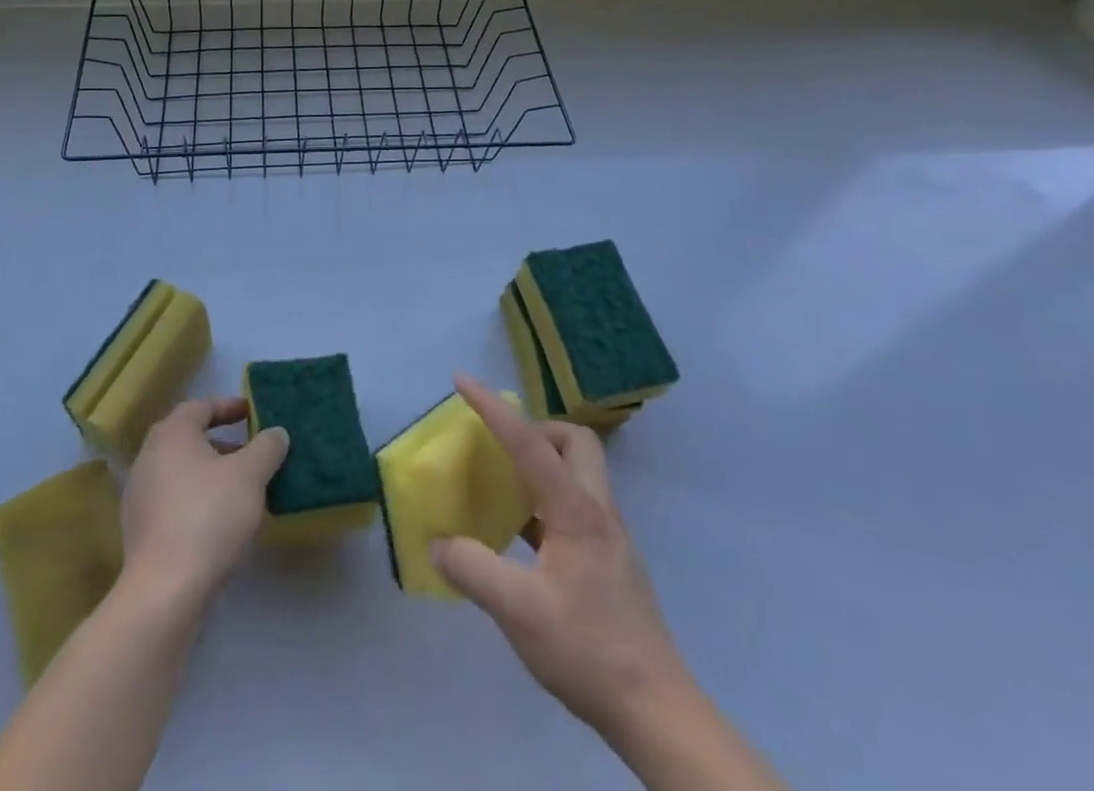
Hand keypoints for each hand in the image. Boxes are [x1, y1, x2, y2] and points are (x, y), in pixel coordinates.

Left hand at [120, 397, 290, 608]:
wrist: (164, 592)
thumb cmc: (209, 516)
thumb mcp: (250, 475)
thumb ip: (267, 448)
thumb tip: (276, 433)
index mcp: (171, 434)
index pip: (201, 407)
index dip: (228, 406)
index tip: (252, 412)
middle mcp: (149, 457)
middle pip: (189, 439)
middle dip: (222, 443)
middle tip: (251, 451)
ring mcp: (140, 496)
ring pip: (182, 471)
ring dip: (211, 474)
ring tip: (242, 489)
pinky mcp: (140, 531)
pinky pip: (174, 500)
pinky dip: (198, 499)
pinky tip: (221, 520)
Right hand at [430, 375, 690, 743]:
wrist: (656, 711)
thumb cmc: (588, 649)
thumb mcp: (518, 611)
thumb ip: (472, 570)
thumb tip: (437, 544)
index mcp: (576, 510)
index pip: (528, 442)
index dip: (492, 408)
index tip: (462, 381)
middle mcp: (597, 511)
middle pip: (574, 443)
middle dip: (536, 430)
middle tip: (501, 448)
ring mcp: (609, 537)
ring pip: (578, 474)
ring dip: (541, 466)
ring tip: (503, 487)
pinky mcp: (610, 562)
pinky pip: (574, 508)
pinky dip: (545, 503)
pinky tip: (522, 536)